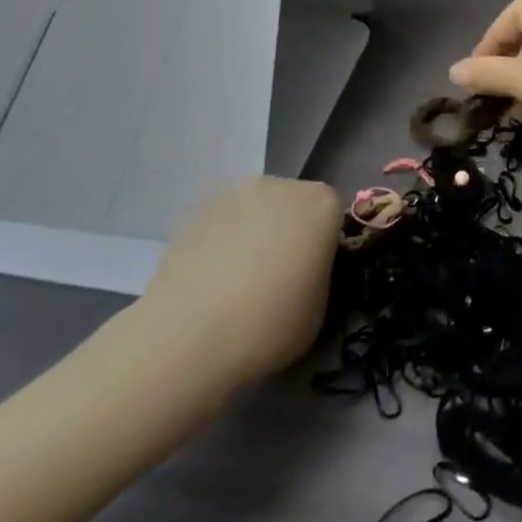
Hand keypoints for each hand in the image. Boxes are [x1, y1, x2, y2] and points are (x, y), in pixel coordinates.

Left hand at [134, 177, 342, 390]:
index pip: (332, 215)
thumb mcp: (320, 308)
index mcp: (321, 203)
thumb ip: (320, 273)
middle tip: (277, 276)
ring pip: (255, 210)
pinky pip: (222, 222)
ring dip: (254, 232)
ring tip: (237, 280)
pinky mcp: (195, 210)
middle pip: (293, 204)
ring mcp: (233, 193)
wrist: (189, 337)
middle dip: (289, 231)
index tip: (312, 274)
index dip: (323, 244)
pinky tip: (211, 278)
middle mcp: (280, 185)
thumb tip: (304, 270)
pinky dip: (222, 241)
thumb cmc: (270, 324)